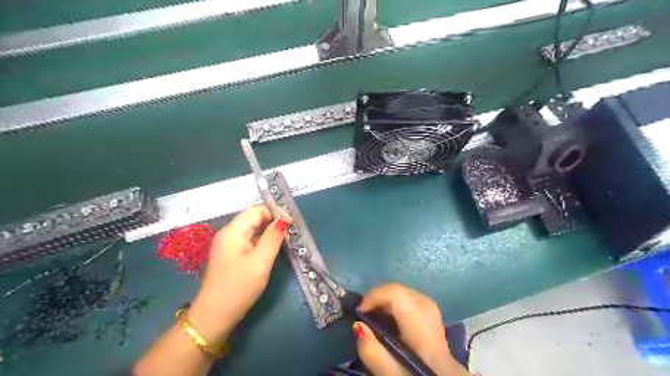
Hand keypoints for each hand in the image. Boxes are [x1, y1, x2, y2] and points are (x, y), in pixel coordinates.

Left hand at [186, 206, 288, 343]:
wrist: (215, 316)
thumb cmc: (239, 287)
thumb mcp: (260, 262)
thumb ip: (272, 238)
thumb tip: (283, 220)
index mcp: (233, 232)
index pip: (256, 210)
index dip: (275, 213)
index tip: (291, 224)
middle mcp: (229, 234)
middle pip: (253, 218)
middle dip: (273, 221)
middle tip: (290, 233)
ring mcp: (228, 245)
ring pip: (252, 229)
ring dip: (269, 231)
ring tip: (285, 240)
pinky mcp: (231, 255)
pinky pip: (249, 240)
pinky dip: (262, 241)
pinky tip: (272, 249)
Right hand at [352, 285, 466, 375]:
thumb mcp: (390, 375)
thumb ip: (372, 352)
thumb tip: (358, 324)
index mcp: (423, 332)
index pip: (399, 296)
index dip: (375, 296)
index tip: (359, 311)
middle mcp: (433, 318)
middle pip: (404, 291)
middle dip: (380, 296)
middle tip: (365, 313)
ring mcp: (438, 319)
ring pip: (410, 293)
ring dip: (389, 299)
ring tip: (375, 315)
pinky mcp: (437, 322)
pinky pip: (415, 301)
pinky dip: (399, 304)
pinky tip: (391, 319)